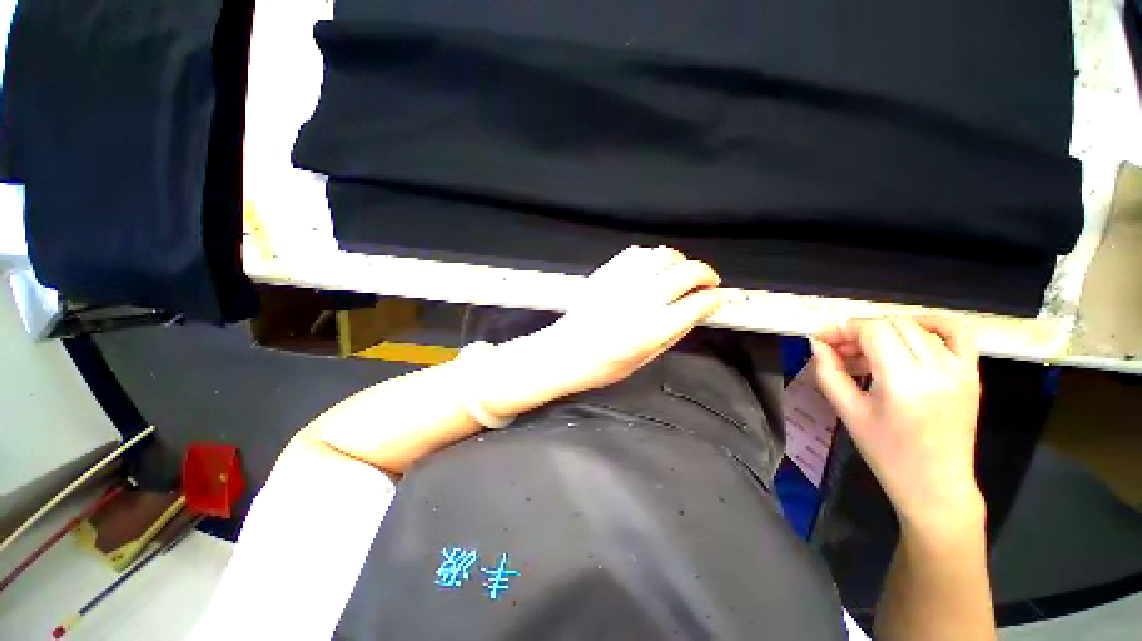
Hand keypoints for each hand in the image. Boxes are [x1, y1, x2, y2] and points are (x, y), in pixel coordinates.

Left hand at [482, 246, 723, 416]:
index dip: (714, 299)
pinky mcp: (607, 273)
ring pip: (663, 256)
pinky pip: (637, 253)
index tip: (717, 299)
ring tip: (681, 273)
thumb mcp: (646, 358)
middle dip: (706, 274)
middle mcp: (641, 300)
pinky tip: (653, 267)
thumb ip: (674, 333)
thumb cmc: (603, 365)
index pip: (698, 303)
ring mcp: (623, 283)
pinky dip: (651, 257)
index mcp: (653, 328)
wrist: (566, 352)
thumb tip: (695, 313)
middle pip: (687, 272)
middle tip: (708, 282)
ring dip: (680, 262)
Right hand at [811, 317, 984, 534]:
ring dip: (886, 331)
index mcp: (903, 381)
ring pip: (916, 327)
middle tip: (840, 348)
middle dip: (860, 330)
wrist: (935, 484)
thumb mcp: (848, 412)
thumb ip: (828, 372)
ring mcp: (959, 369)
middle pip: (892, 325)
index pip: (872, 331)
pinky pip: (957, 333)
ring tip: (868, 351)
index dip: (843, 329)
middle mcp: (936, 368)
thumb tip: (818, 343)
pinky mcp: (972, 374)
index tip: (823, 339)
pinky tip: (912, 333)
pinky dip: (932, 324)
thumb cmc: (886, 452)